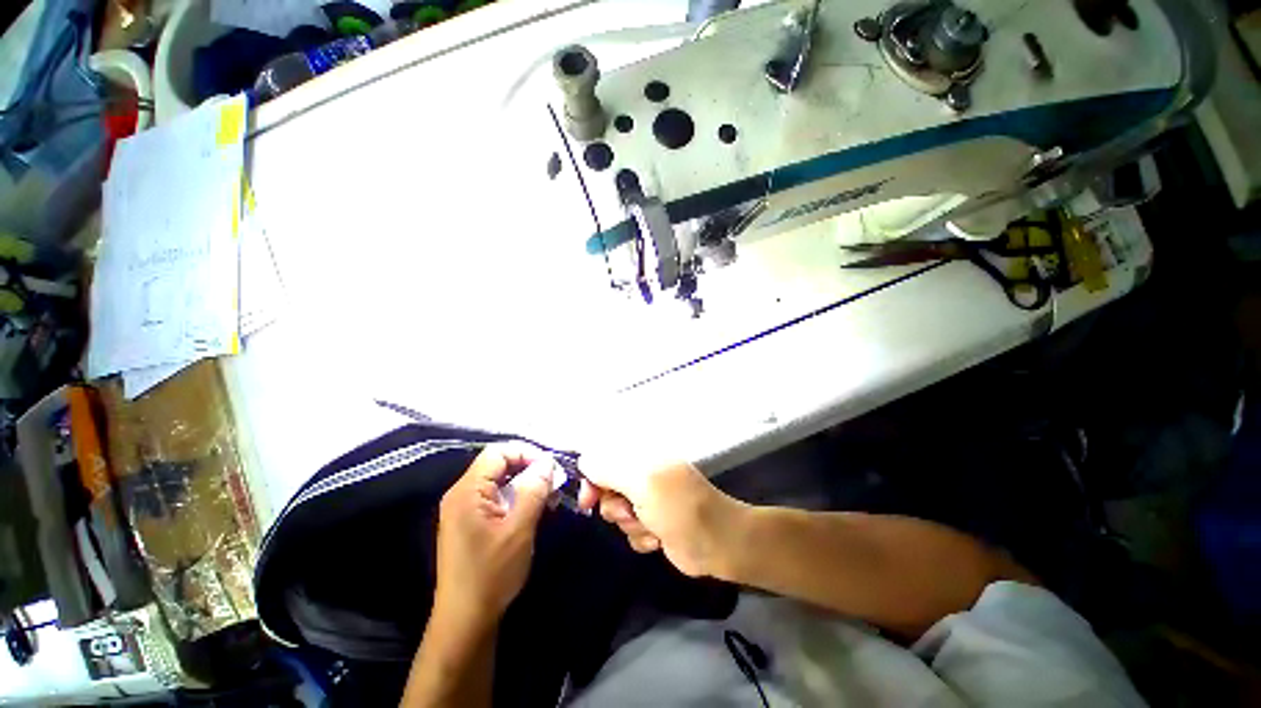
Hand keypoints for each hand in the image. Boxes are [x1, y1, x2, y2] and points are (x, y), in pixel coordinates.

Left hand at [433, 443, 555, 632]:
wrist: (465, 621)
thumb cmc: (491, 574)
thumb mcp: (519, 529)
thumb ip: (534, 490)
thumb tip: (548, 461)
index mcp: (467, 491)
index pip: (498, 452)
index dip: (526, 453)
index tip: (550, 468)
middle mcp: (462, 494)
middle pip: (498, 464)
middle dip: (528, 468)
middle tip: (554, 483)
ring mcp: (464, 509)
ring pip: (499, 481)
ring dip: (526, 484)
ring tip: (550, 497)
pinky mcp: (470, 523)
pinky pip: (496, 497)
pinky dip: (517, 497)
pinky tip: (535, 509)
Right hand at [579, 453, 745, 577]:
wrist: (715, 543)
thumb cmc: (678, 506)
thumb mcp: (641, 482)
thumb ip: (608, 468)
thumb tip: (583, 461)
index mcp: (642, 455)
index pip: (604, 456)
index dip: (592, 477)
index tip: (588, 500)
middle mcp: (642, 473)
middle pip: (606, 487)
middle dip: (615, 506)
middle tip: (629, 512)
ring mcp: (647, 498)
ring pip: (616, 512)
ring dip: (630, 524)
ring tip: (652, 526)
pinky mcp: (652, 522)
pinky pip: (629, 530)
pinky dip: (641, 537)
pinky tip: (658, 539)